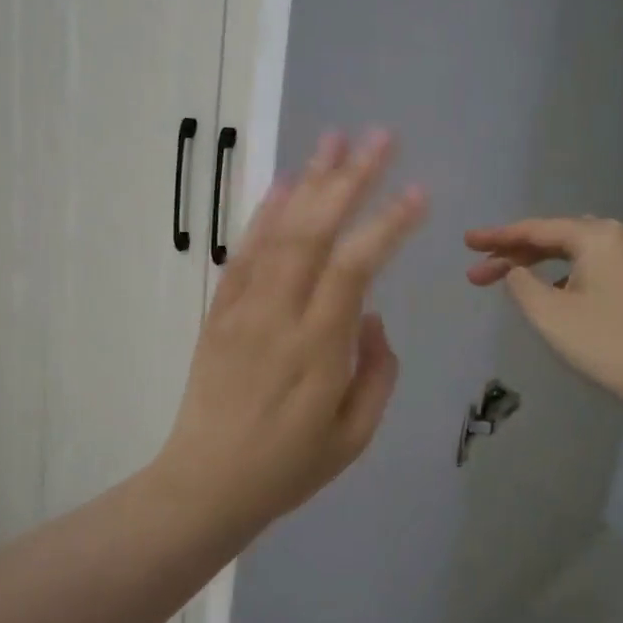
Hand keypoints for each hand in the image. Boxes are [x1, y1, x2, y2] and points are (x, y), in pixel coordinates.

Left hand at [157, 130, 428, 535]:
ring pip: (278, 232)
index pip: (356, 268)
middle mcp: (279, 316)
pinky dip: (263, 215)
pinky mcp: (219, 313)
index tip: (418, 191)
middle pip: (315, 232)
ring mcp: (243, 310)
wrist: (205, 485)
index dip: (388, 224)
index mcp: (318, 348)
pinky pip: (242, 254)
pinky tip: (282, 184)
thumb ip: (377, 372)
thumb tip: (372, 317)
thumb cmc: (288, 468)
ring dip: (308, 181)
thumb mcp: (354, 436)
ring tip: (334, 138)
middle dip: (351, 179)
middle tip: (380, 137)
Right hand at [465, 217, 622, 423]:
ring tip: (508, 281)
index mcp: (599, 235)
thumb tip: (517, 271)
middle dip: (515, 254)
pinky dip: (567, 275)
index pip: (536, 230)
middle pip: (557, 238)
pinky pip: (595, 267)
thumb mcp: (550, 315)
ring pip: (577, 253)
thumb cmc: (607, 344)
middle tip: (479, 271)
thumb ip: (522, 284)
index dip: (497, 237)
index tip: (466, 242)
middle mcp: (622, 236)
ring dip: (541, 265)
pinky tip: (551, 293)